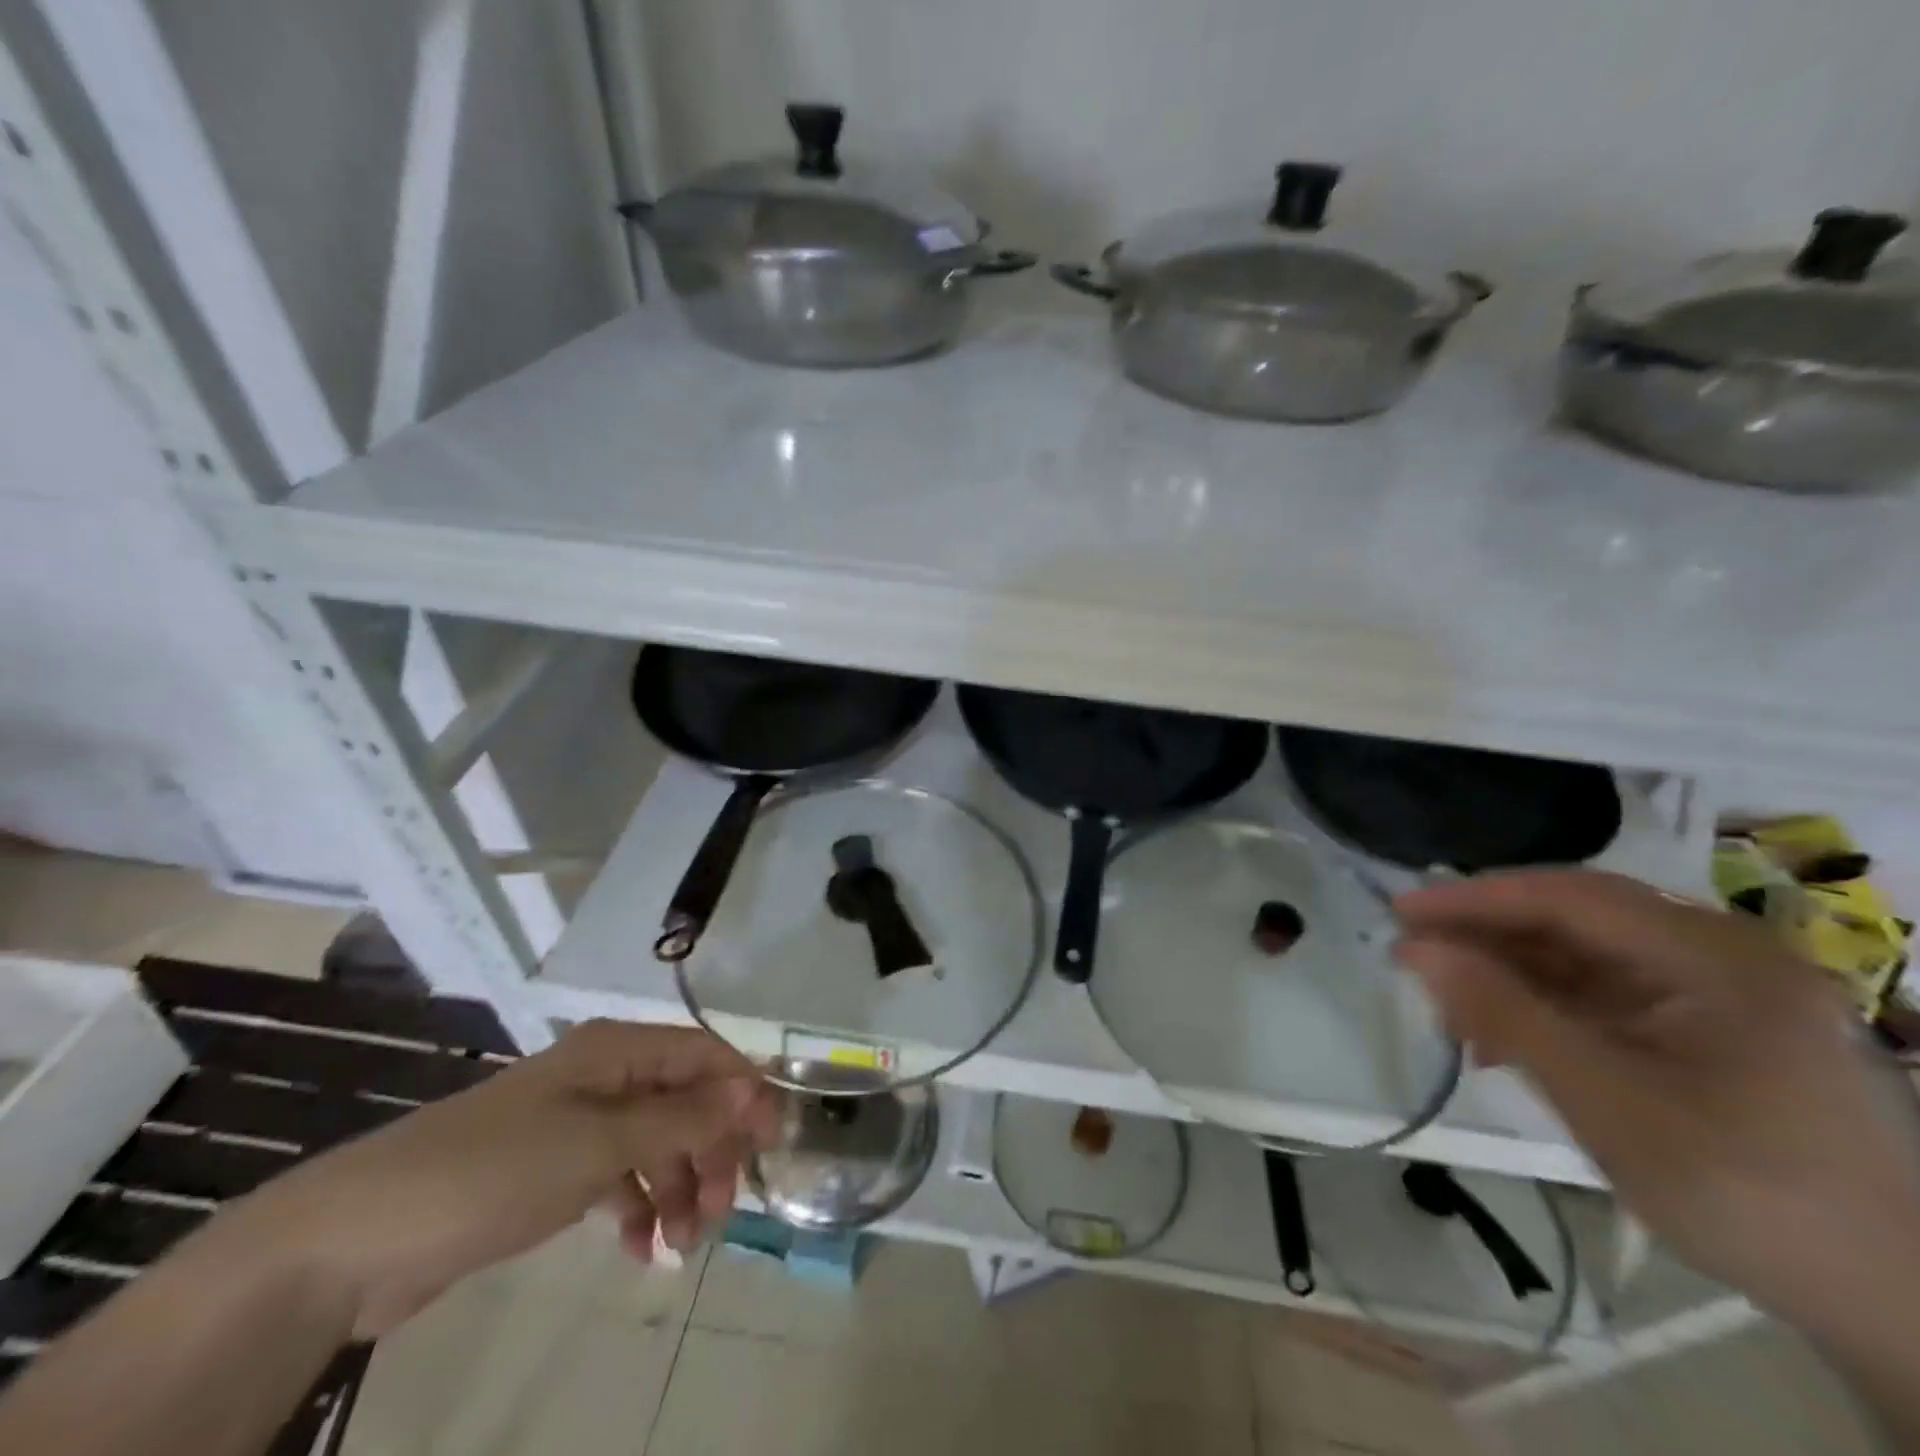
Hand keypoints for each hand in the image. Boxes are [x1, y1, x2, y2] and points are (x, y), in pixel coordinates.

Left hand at [221, 1021, 781, 1338]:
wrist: (354, 1241)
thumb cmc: (492, 1171)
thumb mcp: (597, 1143)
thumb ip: (680, 1117)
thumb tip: (751, 1090)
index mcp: (616, 1051)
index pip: (704, 1055)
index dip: (744, 1090)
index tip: (773, 1142)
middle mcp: (604, 1077)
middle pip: (685, 1100)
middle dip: (711, 1150)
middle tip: (723, 1210)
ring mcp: (576, 1125)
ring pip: (656, 1143)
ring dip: (678, 1187)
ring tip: (681, 1244)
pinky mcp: (551, 1172)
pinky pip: (618, 1178)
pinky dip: (637, 1208)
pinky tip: (641, 1250)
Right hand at [1393, 870, 1919, 1328]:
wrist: (1884, 1301)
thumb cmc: (1746, 1195)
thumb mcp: (1607, 1103)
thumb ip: (1506, 1015)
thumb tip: (1414, 949)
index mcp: (1715, 957)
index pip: (1567, 897)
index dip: (1473, 899)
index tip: (1398, 914)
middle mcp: (1716, 953)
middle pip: (1571, 918)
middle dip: (1486, 938)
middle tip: (1413, 960)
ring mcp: (1712, 986)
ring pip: (1577, 953)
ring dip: (1507, 975)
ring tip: (1450, 1012)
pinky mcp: (1700, 1020)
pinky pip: (1598, 990)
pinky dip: (1541, 1006)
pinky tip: (1501, 1039)